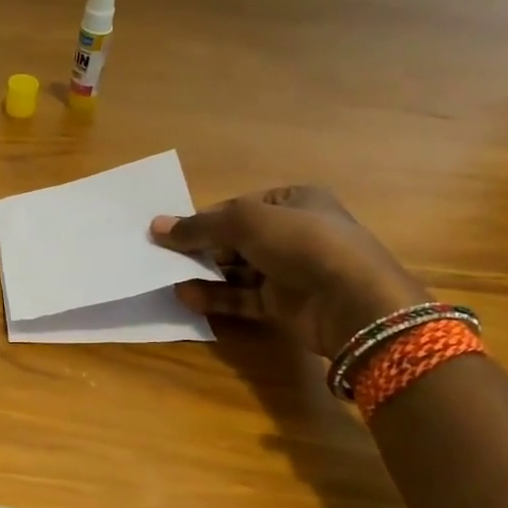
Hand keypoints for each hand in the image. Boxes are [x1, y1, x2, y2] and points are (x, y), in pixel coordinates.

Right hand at [152, 185, 425, 358]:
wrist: (352, 302)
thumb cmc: (302, 243)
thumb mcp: (245, 223)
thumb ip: (200, 226)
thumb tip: (156, 226)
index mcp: (295, 202)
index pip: (240, 206)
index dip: (206, 217)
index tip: (171, 230)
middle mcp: (293, 234)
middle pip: (236, 238)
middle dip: (201, 247)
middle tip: (163, 255)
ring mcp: (290, 271)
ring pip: (237, 270)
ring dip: (204, 273)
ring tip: (168, 276)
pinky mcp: (284, 305)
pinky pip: (242, 297)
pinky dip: (216, 297)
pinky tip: (186, 296)